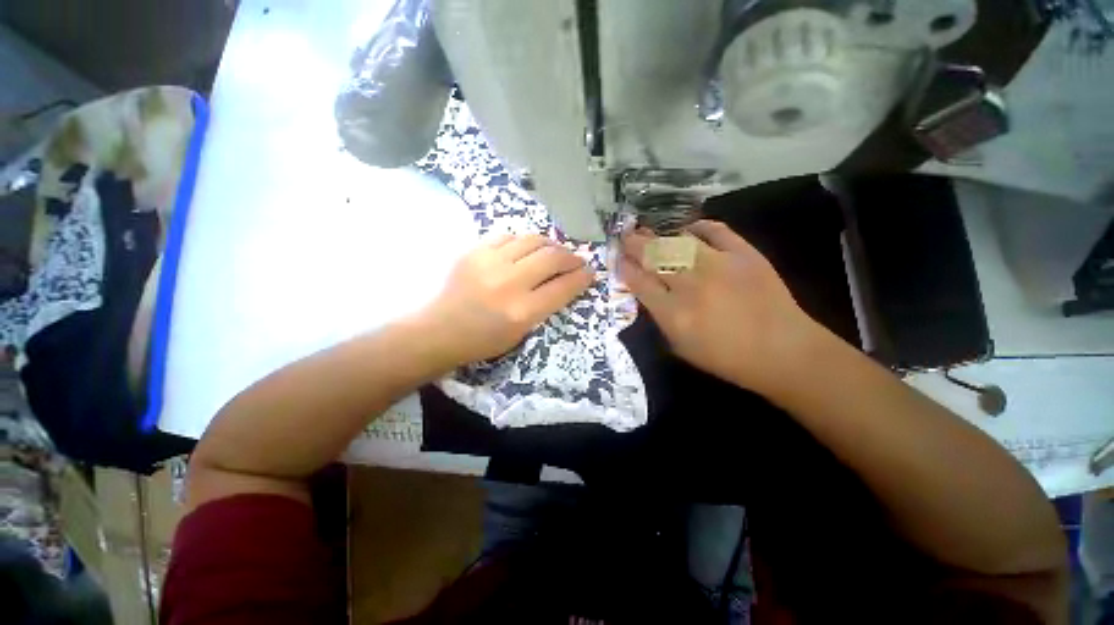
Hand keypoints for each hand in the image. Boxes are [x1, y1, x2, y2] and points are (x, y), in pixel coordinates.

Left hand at [418, 233, 593, 365]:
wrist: (439, 331)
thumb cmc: (483, 340)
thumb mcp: (521, 332)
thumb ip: (546, 305)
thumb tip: (566, 282)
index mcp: (522, 312)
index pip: (563, 287)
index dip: (582, 277)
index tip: (590, 272)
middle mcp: (509, 283)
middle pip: (552, 258)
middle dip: (571, 257)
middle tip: (576, 260)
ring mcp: (489, 263)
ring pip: (532, 241)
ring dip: (550, 245)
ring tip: (554, 252)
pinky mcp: (474, 251)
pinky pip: (508, 236)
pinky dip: (523, 241)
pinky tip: (525, 249)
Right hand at [618, 221, 822, 393]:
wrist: (782, 351)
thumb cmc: (726, 357)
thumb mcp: (681, 347)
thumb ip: (660, 319)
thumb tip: (648, 293)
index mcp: (673, 313)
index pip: (639, 282)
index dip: (625, 268)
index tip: (618, 259)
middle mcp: (691, 285)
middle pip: (654, 257)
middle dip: (634, 244)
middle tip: (625, 236)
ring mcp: (718, 265)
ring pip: (678, 242)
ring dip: (658, 235)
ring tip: (647, 231)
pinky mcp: (744, 254)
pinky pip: (716, 231)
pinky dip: (699, 226)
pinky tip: (688, 228)